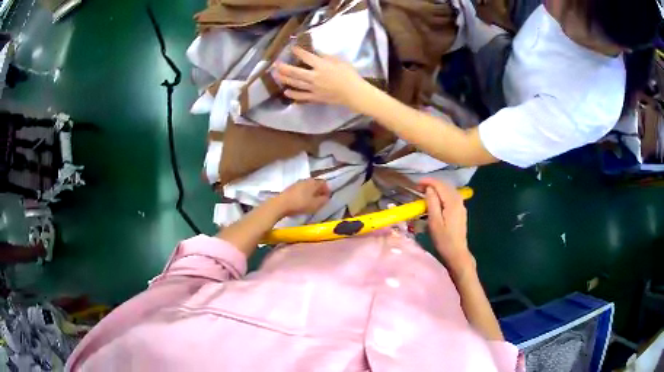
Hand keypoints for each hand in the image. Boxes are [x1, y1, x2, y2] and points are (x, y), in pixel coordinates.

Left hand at [273, 47, 366, 109]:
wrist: (354, 93)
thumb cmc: (349, 75)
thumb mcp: (340, 61)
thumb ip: (326, 57)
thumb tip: (316, 54)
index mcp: (321, 66)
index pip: (306, 57)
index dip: (298, 52)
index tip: (292, 48)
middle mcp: (314, 77)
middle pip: (295, 72)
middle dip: (284, 67)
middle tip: (275, 64)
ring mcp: (313, 88)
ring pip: (296, 83)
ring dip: (285, 79)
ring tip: (276, 75)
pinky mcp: (315, 97)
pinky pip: (302, 96)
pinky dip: (293, 94)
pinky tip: (286, 92)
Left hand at [273, 178, 330, 216]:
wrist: (281, 204)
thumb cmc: (300, 204)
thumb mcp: (315, 204)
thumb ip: (323, 200)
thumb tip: (326, 197)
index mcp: (313, 182)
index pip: (324, 183)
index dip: (327, 190)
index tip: (327, 198)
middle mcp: (306, 180)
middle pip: (315, 183)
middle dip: (319, 191)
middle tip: (320, 199)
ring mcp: (297, 183)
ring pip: (308, 186)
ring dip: (311, 192)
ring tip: (311, 201)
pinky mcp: (290, 188)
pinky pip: (301, 189)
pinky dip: (304, 194)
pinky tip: (302, 201)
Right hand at [419, 178, 475, 276]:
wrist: (456, 253)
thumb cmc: (443, 239)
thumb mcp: (434, 222)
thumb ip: (432, 203)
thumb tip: (429, 189)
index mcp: (452, 202)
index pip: (440, 185)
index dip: (428, 181)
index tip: (416, 184)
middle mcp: (459, 200)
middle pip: (445, 185)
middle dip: (432, 184)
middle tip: (418, 188)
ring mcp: (461, 206)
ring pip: (448, 190)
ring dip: (437, 188)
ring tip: (424, 192)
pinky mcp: (460, 211)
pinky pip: (450, 197)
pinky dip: (442, 194)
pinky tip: (435, 200)